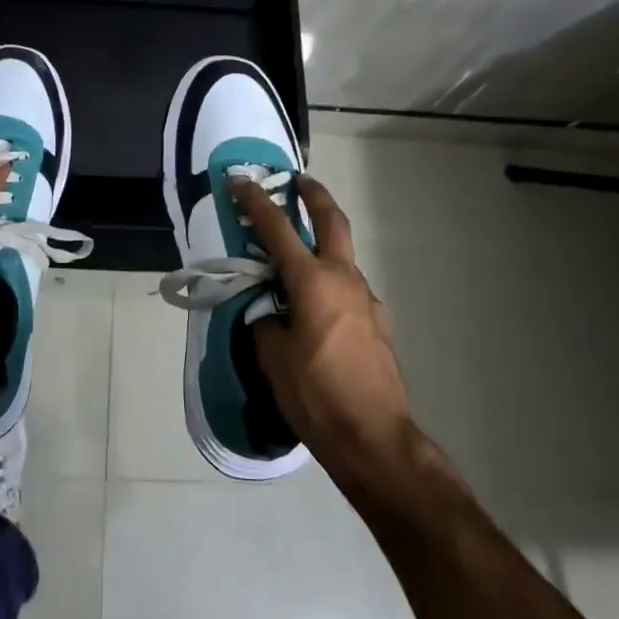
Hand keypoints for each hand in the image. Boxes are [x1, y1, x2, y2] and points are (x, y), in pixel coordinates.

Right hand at [231, 174, 416, 488]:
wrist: (374, 437)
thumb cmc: (316, 395)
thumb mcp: (273, 358)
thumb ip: (267, 322)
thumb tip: (272, 313)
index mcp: (313, 282)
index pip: (278, 230)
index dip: (256, 202)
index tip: (240, 180)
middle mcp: (344, 280)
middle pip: (332, 222)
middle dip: (314, 196)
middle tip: (299, 181)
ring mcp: (367, 300)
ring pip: (342, 258)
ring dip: (322, 245)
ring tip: (295, 261)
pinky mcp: (378, 323)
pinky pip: (349, 290)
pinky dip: (331, 283)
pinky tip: (316, 310)